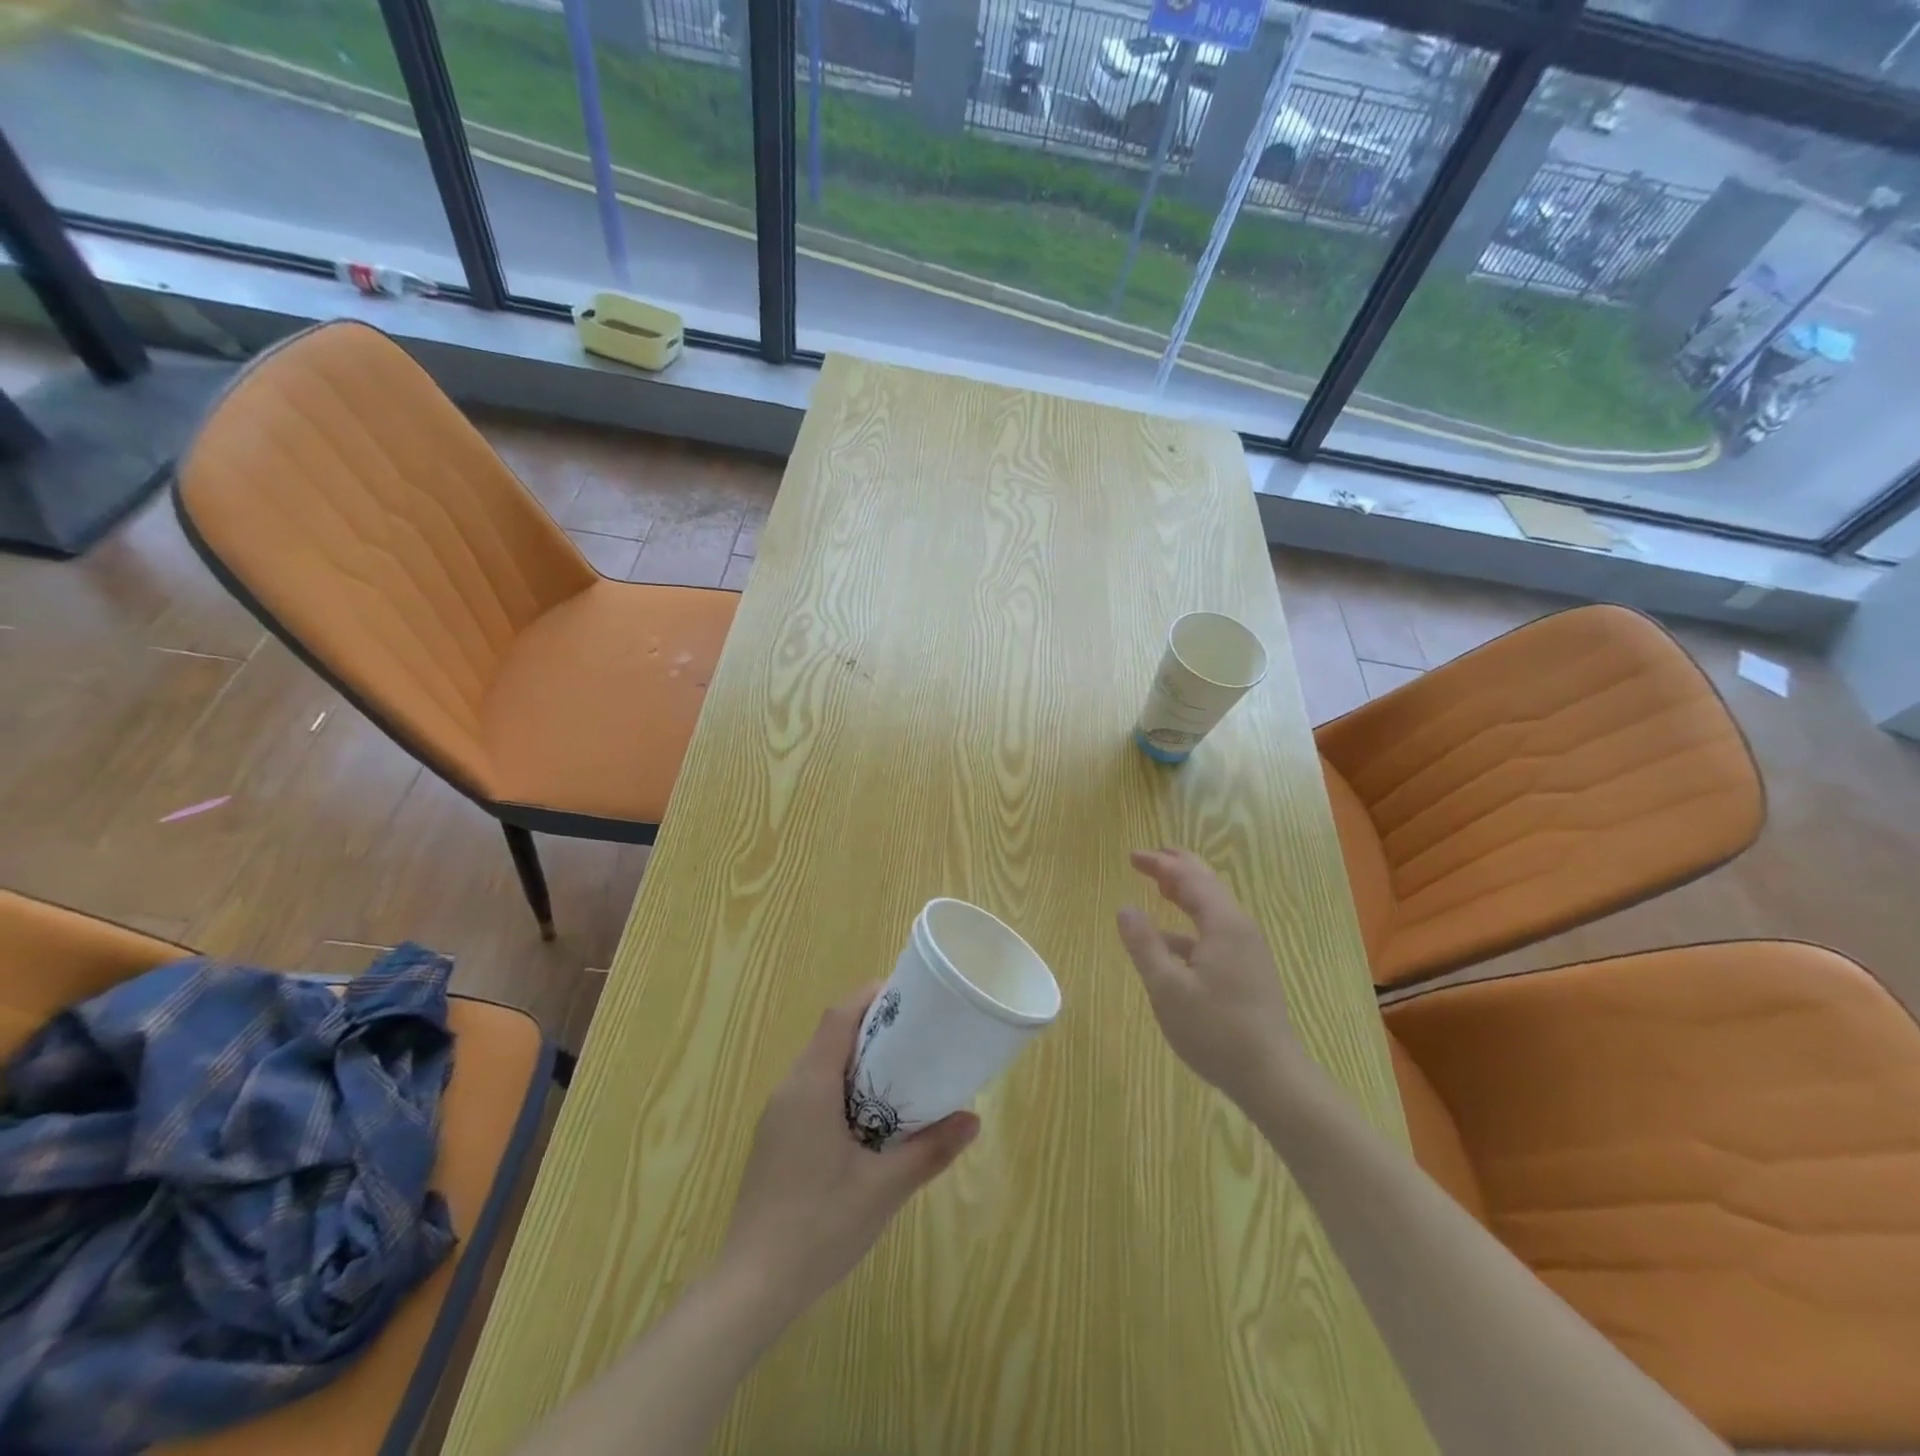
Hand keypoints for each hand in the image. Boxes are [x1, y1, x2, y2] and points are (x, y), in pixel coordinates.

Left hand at [719, 986, 978, 1317]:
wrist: (751, 1288)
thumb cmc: (818, 1227)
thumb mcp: (884, 1189)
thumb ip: (929, 1149)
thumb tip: (973, 1118)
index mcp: (811, 1086)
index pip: (838, 1016)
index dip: (871, 997)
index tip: (908, 997)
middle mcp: (789, 1089)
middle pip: (829, 1035)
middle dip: (871, 1026)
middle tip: (917, 1035)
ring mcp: (777, 1116)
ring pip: (819, 1065)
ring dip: (856, 1058)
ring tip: (901, 1072)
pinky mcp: (775, 1140)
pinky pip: (811, 1091)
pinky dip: (842, 1086)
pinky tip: (868, 1119)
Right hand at [1116, 848, 1304, 1111]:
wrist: (1272, 1077)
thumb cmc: (1215, 1030)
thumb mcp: (1167, 988)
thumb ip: (1144, 945)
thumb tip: (1125, 909)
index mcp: (1223, 924)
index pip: (1189, 878)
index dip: (1160, 864)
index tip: (1132, 857)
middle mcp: (1240, 928)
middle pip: (1208, 884)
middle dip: (1177, 867)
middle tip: (1149, 859)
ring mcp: (1248, 950)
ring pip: (1213, 908)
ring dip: (1186, 893)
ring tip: (1160, 888)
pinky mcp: (1249, 971)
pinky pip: (1216, 931)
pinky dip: (1191, 924)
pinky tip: (1171, 944)